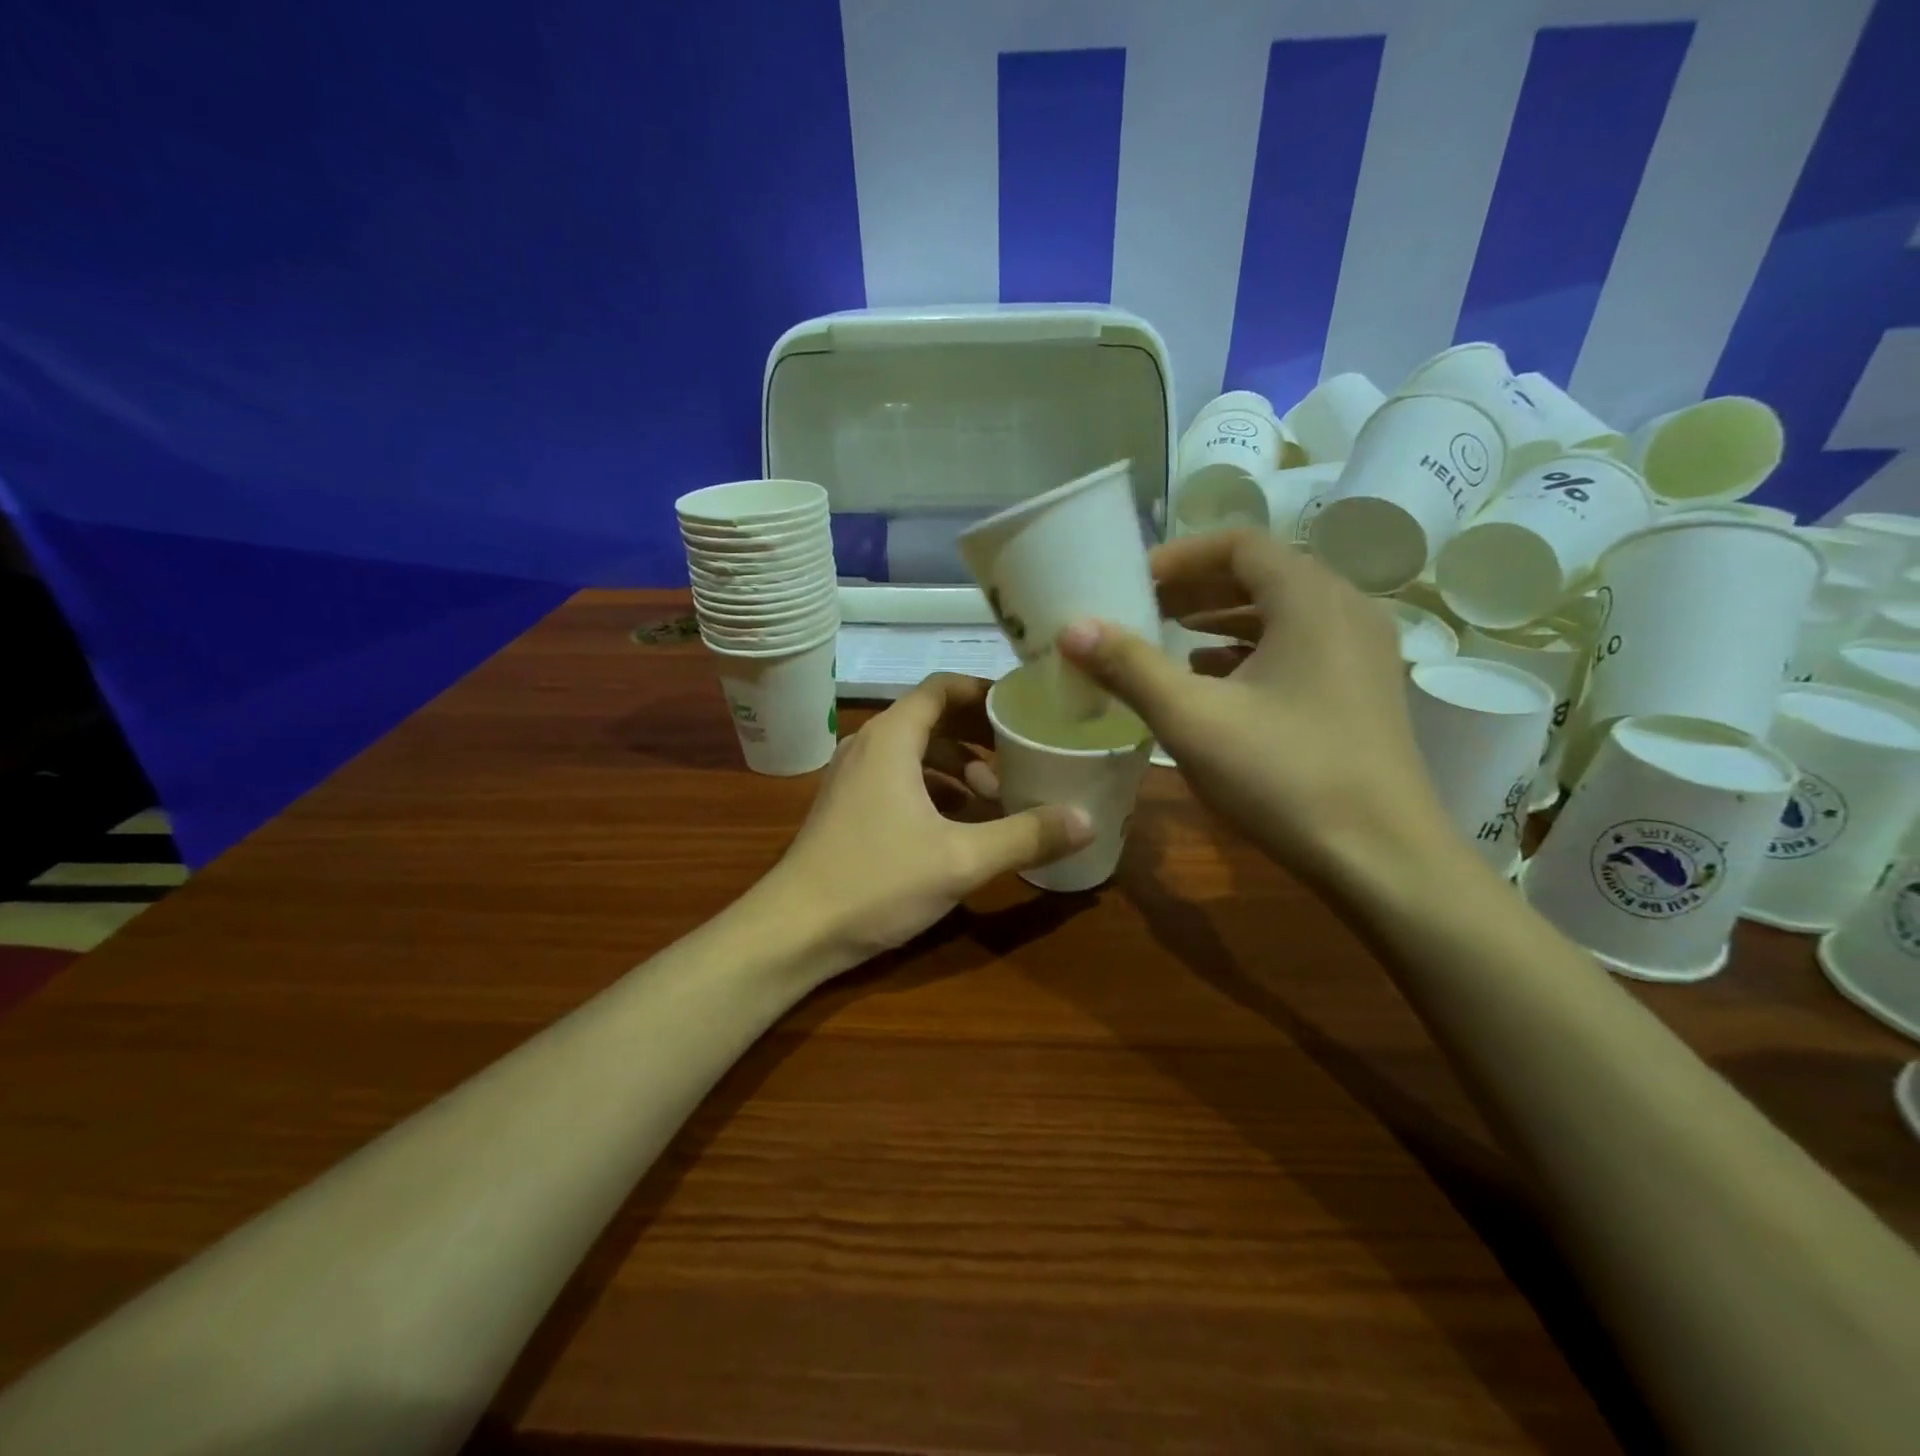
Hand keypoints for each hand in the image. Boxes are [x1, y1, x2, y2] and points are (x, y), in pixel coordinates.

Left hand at [764, 674, 1092, 963]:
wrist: (794, 930)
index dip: (985, 691)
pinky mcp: (848, 807)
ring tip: (996, 795)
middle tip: (1023, 753)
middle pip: (932, 719)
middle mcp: (869, 745)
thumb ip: (1026, 836)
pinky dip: (934, 789)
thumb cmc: (876, 881)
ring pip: (916, 753)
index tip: (1024, 707)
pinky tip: (961, 823)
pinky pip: (899, 779)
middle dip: (979, 734)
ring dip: (957, 766)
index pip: (942, 687)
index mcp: (891, 738)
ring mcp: (853, 777)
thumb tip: (1088, 820)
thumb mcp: (961, 859)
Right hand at [1058, 530, 1453, 886]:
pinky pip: (1299, 648)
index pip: (1239, 544)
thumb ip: (1129, 667)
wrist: (1382, 860)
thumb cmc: (1284, 776)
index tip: (1133, 583)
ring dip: (1221, 620)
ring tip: (1169, 640)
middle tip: (1141, 610)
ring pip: (1281, 613)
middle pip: (1262, 574)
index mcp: (1310, 600)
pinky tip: (1213, 684)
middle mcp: (1346, 611)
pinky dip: (1250, 652)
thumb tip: (1072, 629)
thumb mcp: (1192, 719)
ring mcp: (1362, 653)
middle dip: (1195, 588)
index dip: (1179, 557)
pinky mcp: (1363, 692)